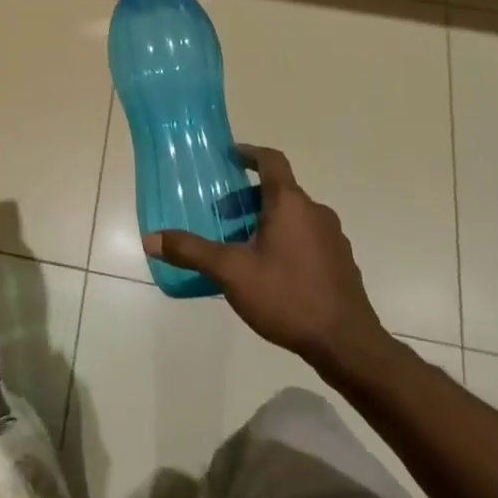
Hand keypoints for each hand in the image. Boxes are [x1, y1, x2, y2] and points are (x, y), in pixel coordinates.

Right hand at [144, 145, 394, 382]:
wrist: (347, 344)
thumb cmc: (286, 296)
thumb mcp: (230, 272)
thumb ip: (191, 251)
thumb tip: (151, 239)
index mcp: (290, 203)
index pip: (271, 161)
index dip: (249, 153)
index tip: (230, 156)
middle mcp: (315, 212)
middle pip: (279, 191)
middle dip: (247, 198)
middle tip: (222, 217)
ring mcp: (333, 238)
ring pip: (294, 216)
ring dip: (266, 221)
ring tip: (242, 247)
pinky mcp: (341, 263)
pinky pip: (308, 238)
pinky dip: (285, 241)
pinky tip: (270, 272)